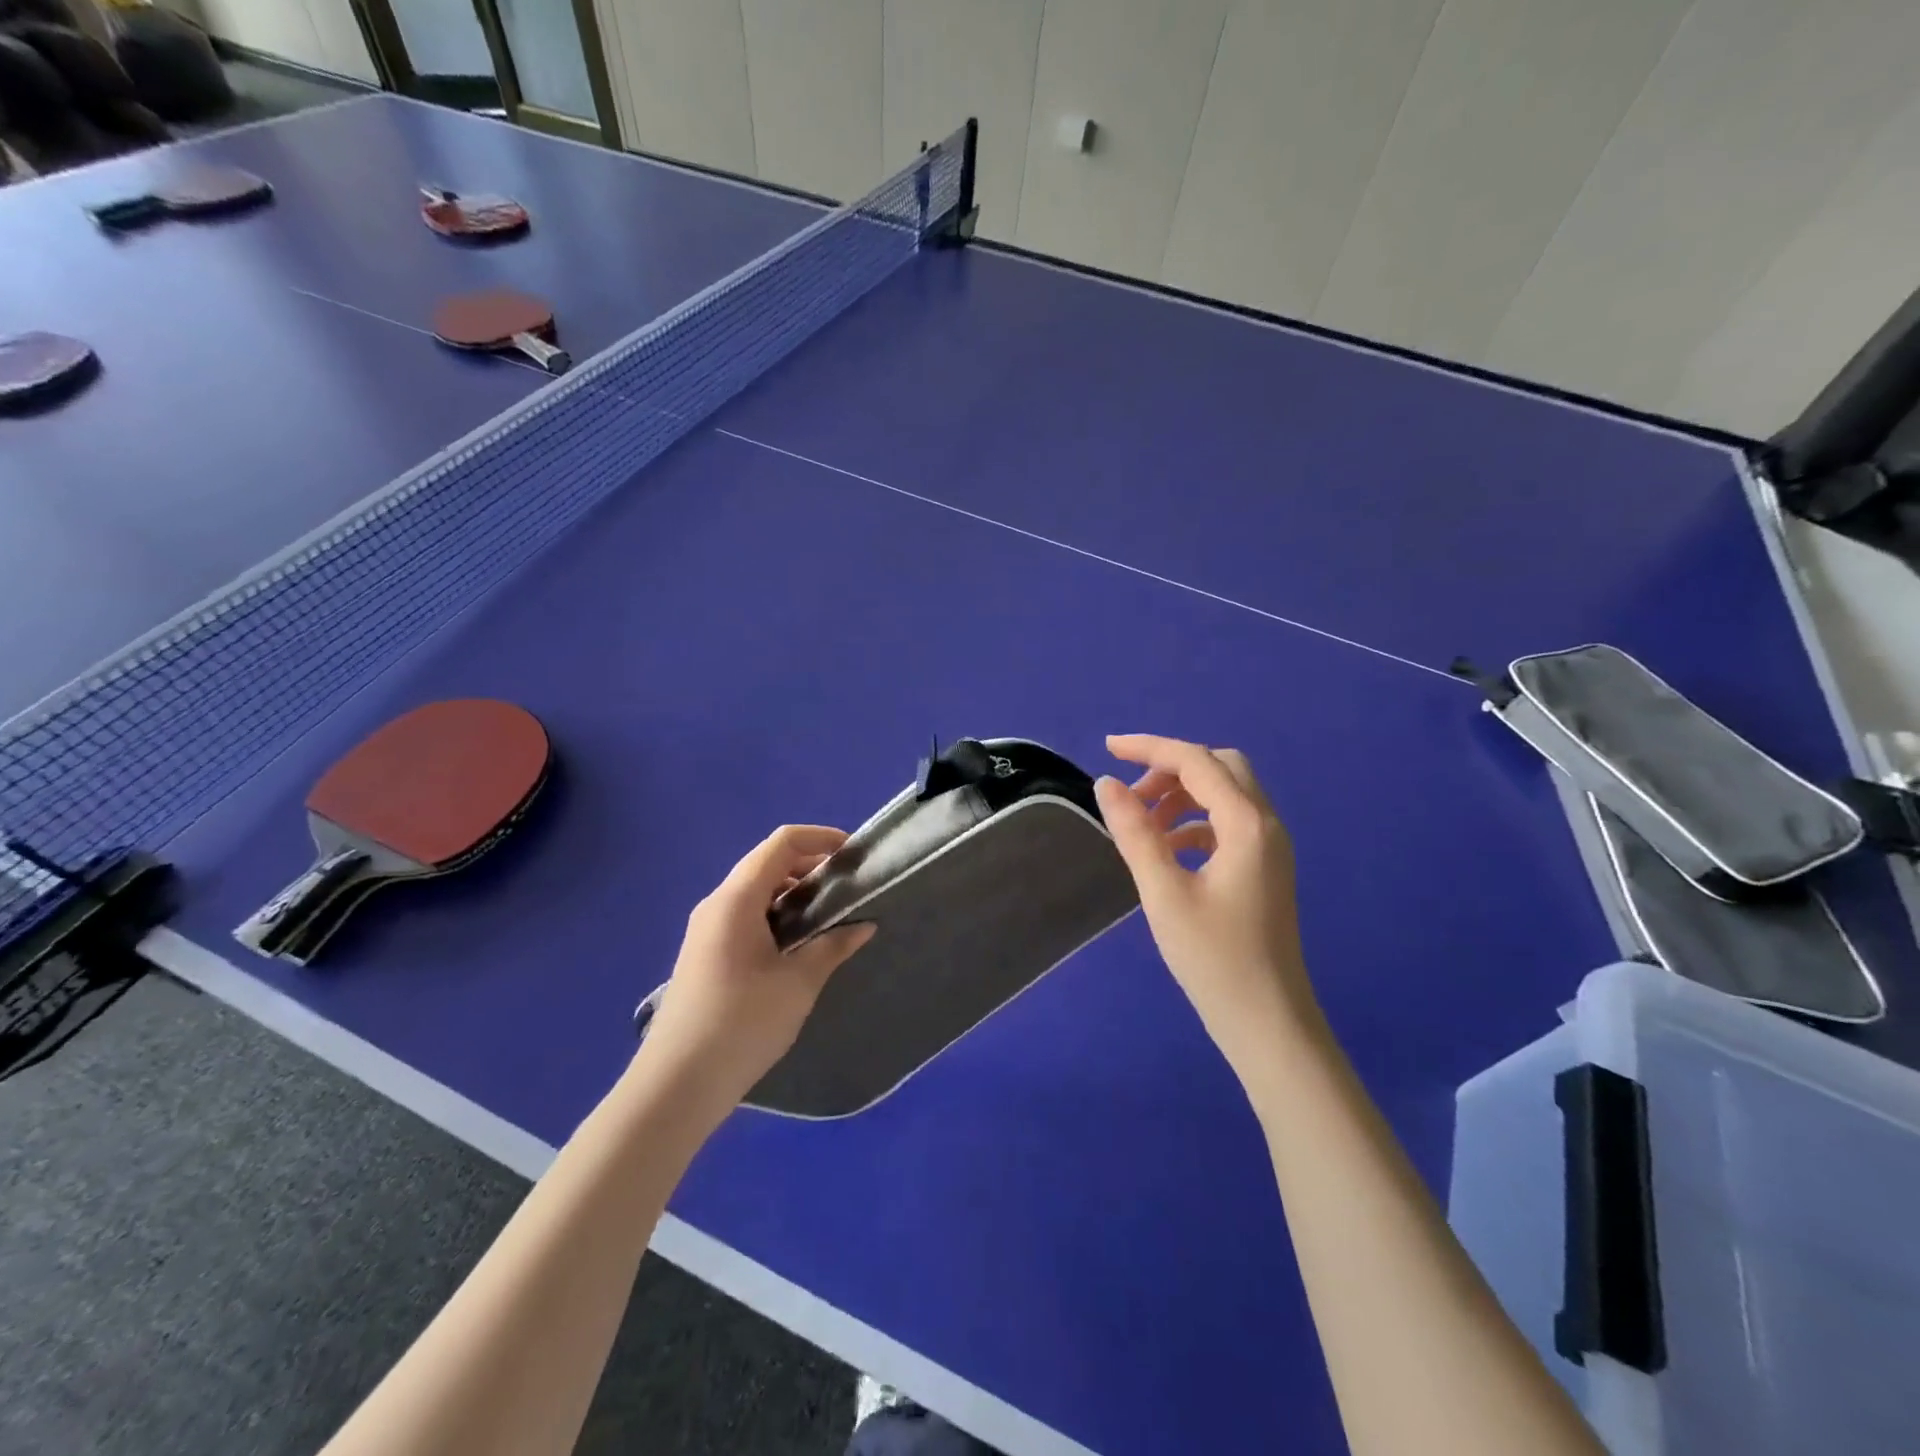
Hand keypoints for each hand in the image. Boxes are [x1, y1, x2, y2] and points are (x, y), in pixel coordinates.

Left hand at [638, 825, 874, 1108]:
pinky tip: (799, 942)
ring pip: (756, 891)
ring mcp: (707, 929)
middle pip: (767, 863)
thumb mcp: (798, 983)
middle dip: (810, 865)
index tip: (854, 853)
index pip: (781, 843)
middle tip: (847, 886)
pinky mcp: (706, 953)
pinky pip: (746, 915)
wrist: (676, 1084)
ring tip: (829, 914)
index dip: (820, 838)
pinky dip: (777, 914)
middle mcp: (717, 904)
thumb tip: (864, 925)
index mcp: (736, 899)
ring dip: (794, 892)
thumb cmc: (742, 1024)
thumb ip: (833, 946)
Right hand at [1094, 735, 1319, 1074]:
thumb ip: (1135, 832)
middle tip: (1132, 795)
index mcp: (1246, 824)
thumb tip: (1106, 784)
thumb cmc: (1213, 958)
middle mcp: (1266, 825)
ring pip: (1225, 794)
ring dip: (1182, 795)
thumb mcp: (1163, 892)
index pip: (1197, 761)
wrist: (1267, 1021)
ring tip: (1143, 825)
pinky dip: (1195, 822)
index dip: (1150, 748)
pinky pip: (1228, 823)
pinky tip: (1168, 851)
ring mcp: (1270, 847)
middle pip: (1220, 767)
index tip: (1107, 748)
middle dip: (1171, 769)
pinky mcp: (1264, 868)